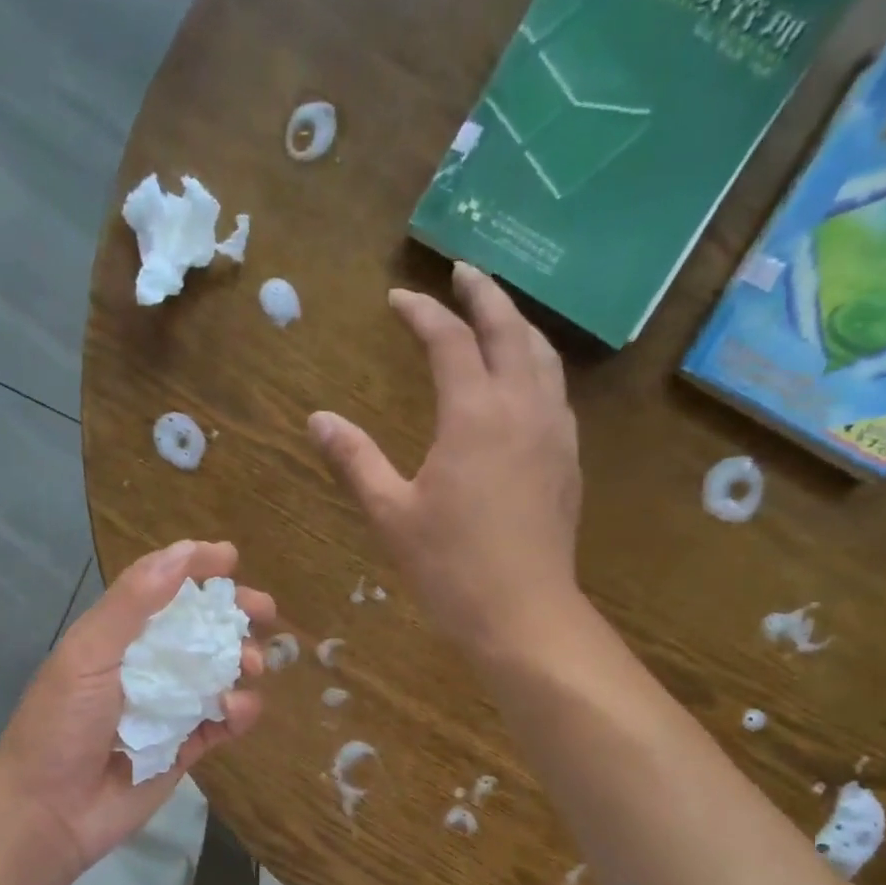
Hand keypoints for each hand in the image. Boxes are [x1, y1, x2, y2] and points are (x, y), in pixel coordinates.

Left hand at [0, 540, 274, 875]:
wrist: (48, 814)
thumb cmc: (60, 725)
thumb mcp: (88, 655)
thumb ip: (132, 604)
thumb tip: (183, 552)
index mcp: (116, 637)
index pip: (161, 590)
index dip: (195, 569)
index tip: (231, 558)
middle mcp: (145, 667)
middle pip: (198, 629)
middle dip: (233, 616)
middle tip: (264, 611)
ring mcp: (168, 709)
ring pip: (218, 674)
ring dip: (241, 662)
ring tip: (252, 666)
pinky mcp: (185, 748)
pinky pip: (222, 722)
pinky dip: (239, 712)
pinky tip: (237, 710)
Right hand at [308, 262, 584, 657]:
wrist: (522, 613)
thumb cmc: (449, 566)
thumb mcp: (390, 513)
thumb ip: (355, 460)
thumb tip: (318, 418)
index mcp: (474, 415)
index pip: (449, 341)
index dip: (422, 313)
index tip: (398, 299)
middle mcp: (522, 407)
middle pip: (509, 330)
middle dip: (484, 295)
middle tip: (462, 271)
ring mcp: (554, 432)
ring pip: (542, 356)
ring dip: (517, 325)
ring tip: (496, 314)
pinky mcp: (567, 459)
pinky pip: (555, 390)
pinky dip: (535, 364)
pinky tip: (523, 380)